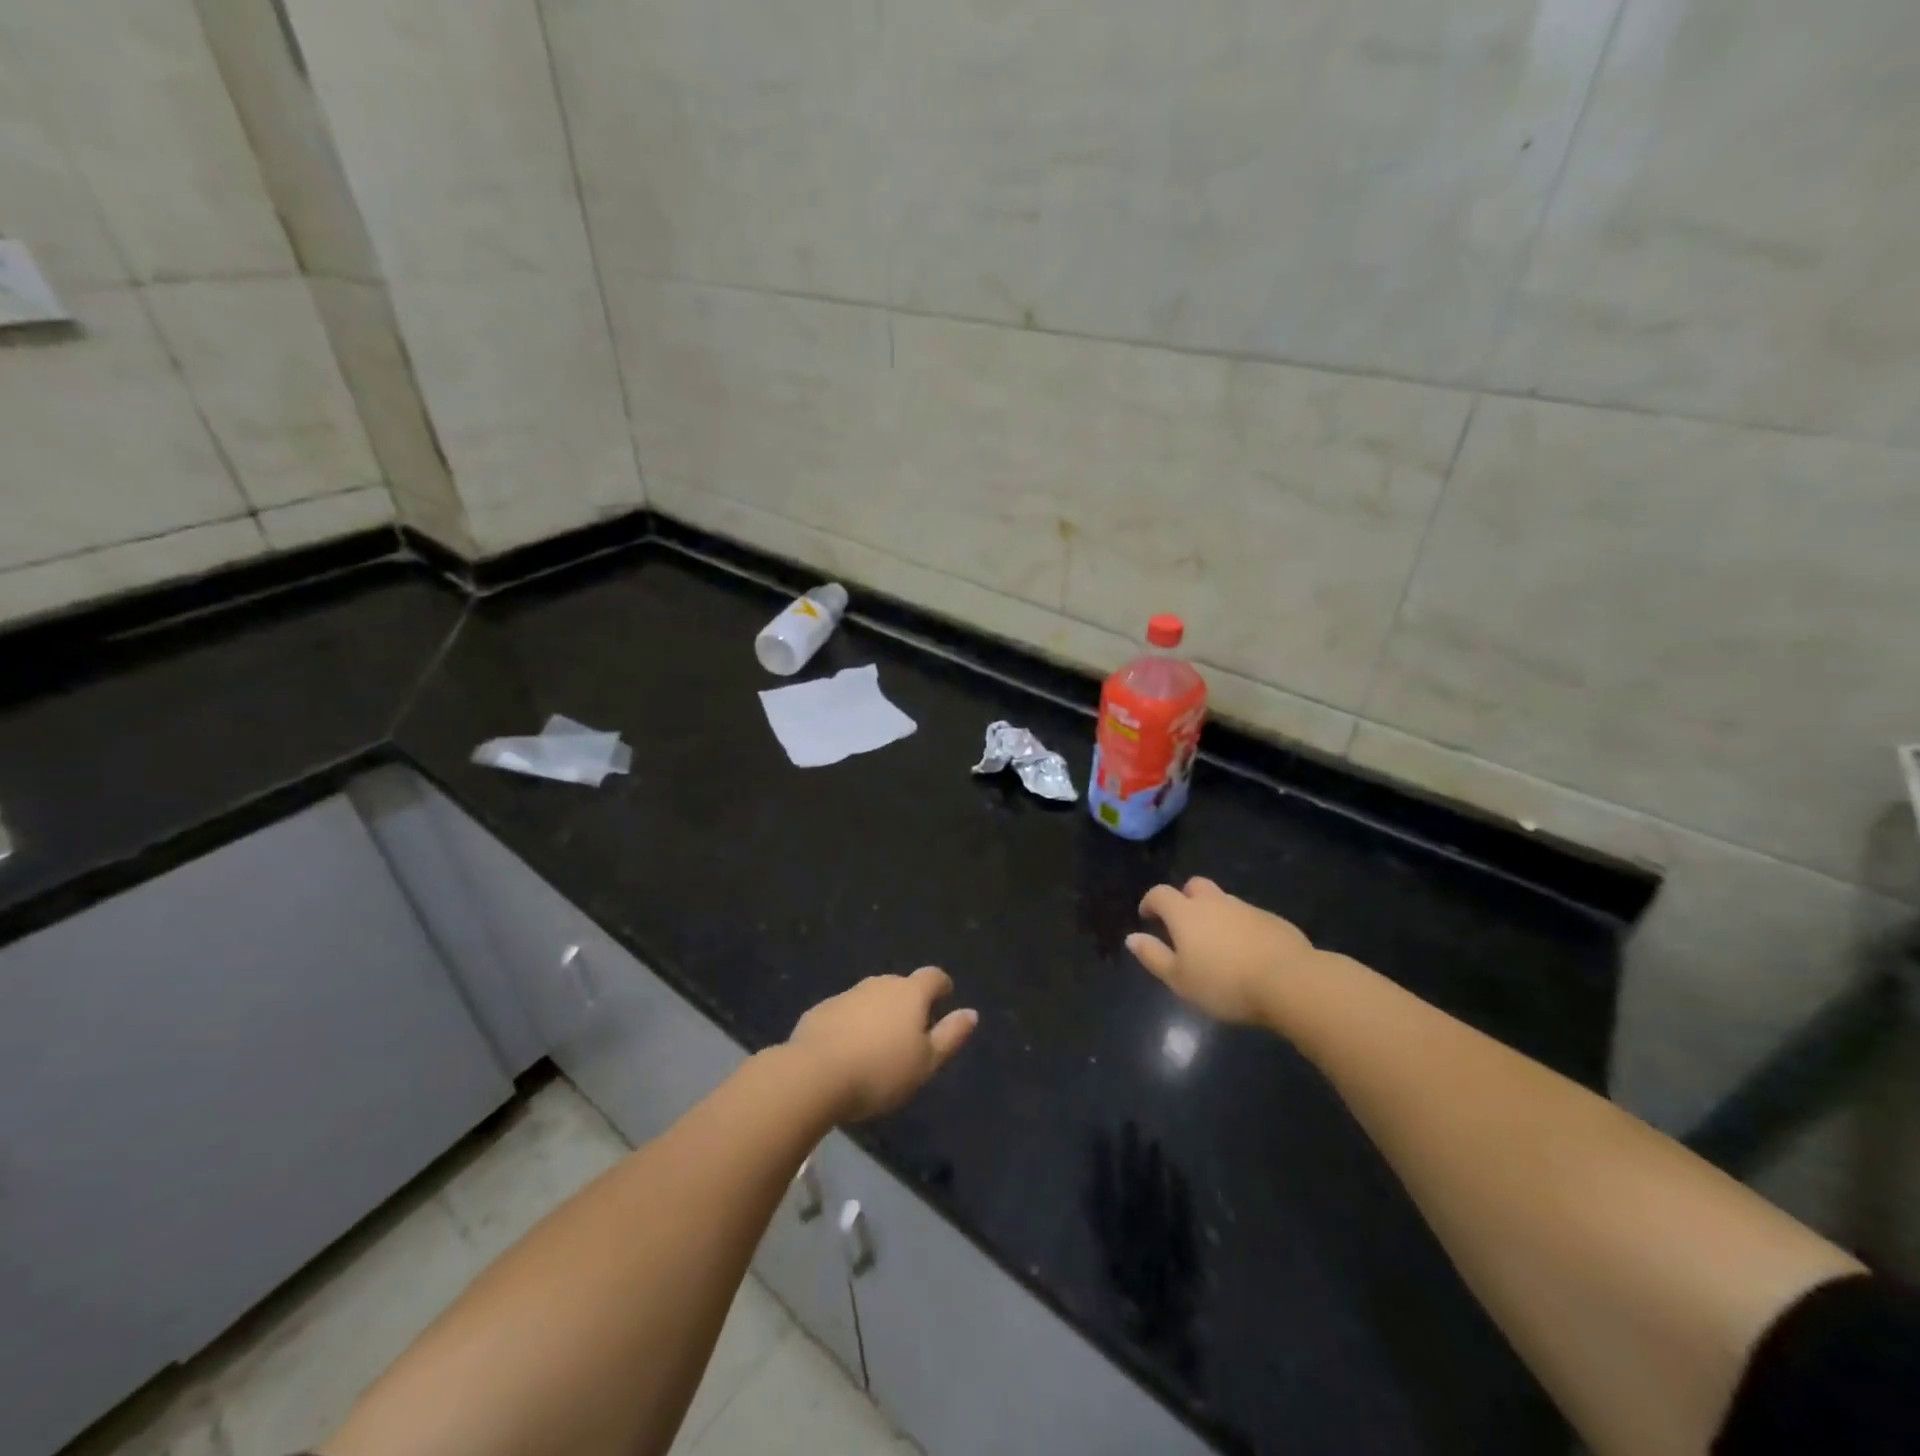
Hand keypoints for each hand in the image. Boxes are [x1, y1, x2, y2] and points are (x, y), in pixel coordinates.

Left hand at [787, 967, 977, 1122]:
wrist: (814, 1074)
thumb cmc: (881, 1071)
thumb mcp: (925, 1062)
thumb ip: (950, 1035)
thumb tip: (971, 1013)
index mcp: (910, 993)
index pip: (933, 976)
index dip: (942, 986)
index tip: (944, 1000)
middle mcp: (879, 984)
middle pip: (901, 986)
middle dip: (908, 1003)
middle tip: (910, 1034)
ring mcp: (847, 994)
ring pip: (871, 998)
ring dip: (878, 1014)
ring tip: (878, 1046)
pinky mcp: (821, 1010)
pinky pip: (845, 1013)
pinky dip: (851, 1025)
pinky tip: (846, 1051)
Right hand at [1127, 877, 1317, 1025]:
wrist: (1289, 981)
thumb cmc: (1224, 983)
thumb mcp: (1179, 979)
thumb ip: (1153, 956)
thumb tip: (1132, 938)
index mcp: (1185, 913)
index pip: (1160, 894)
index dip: (1150, 902)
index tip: (1148, 917)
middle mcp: (1214, 902)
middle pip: (1194, 886)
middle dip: (1185, 898)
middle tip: (1183, 925)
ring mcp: (1246, 908)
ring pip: (1223, 901)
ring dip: (1214, 914)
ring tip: (1217, 944)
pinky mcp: (1272, 920)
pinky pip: (1248, 917)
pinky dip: (1240, 927)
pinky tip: (1246, 953)